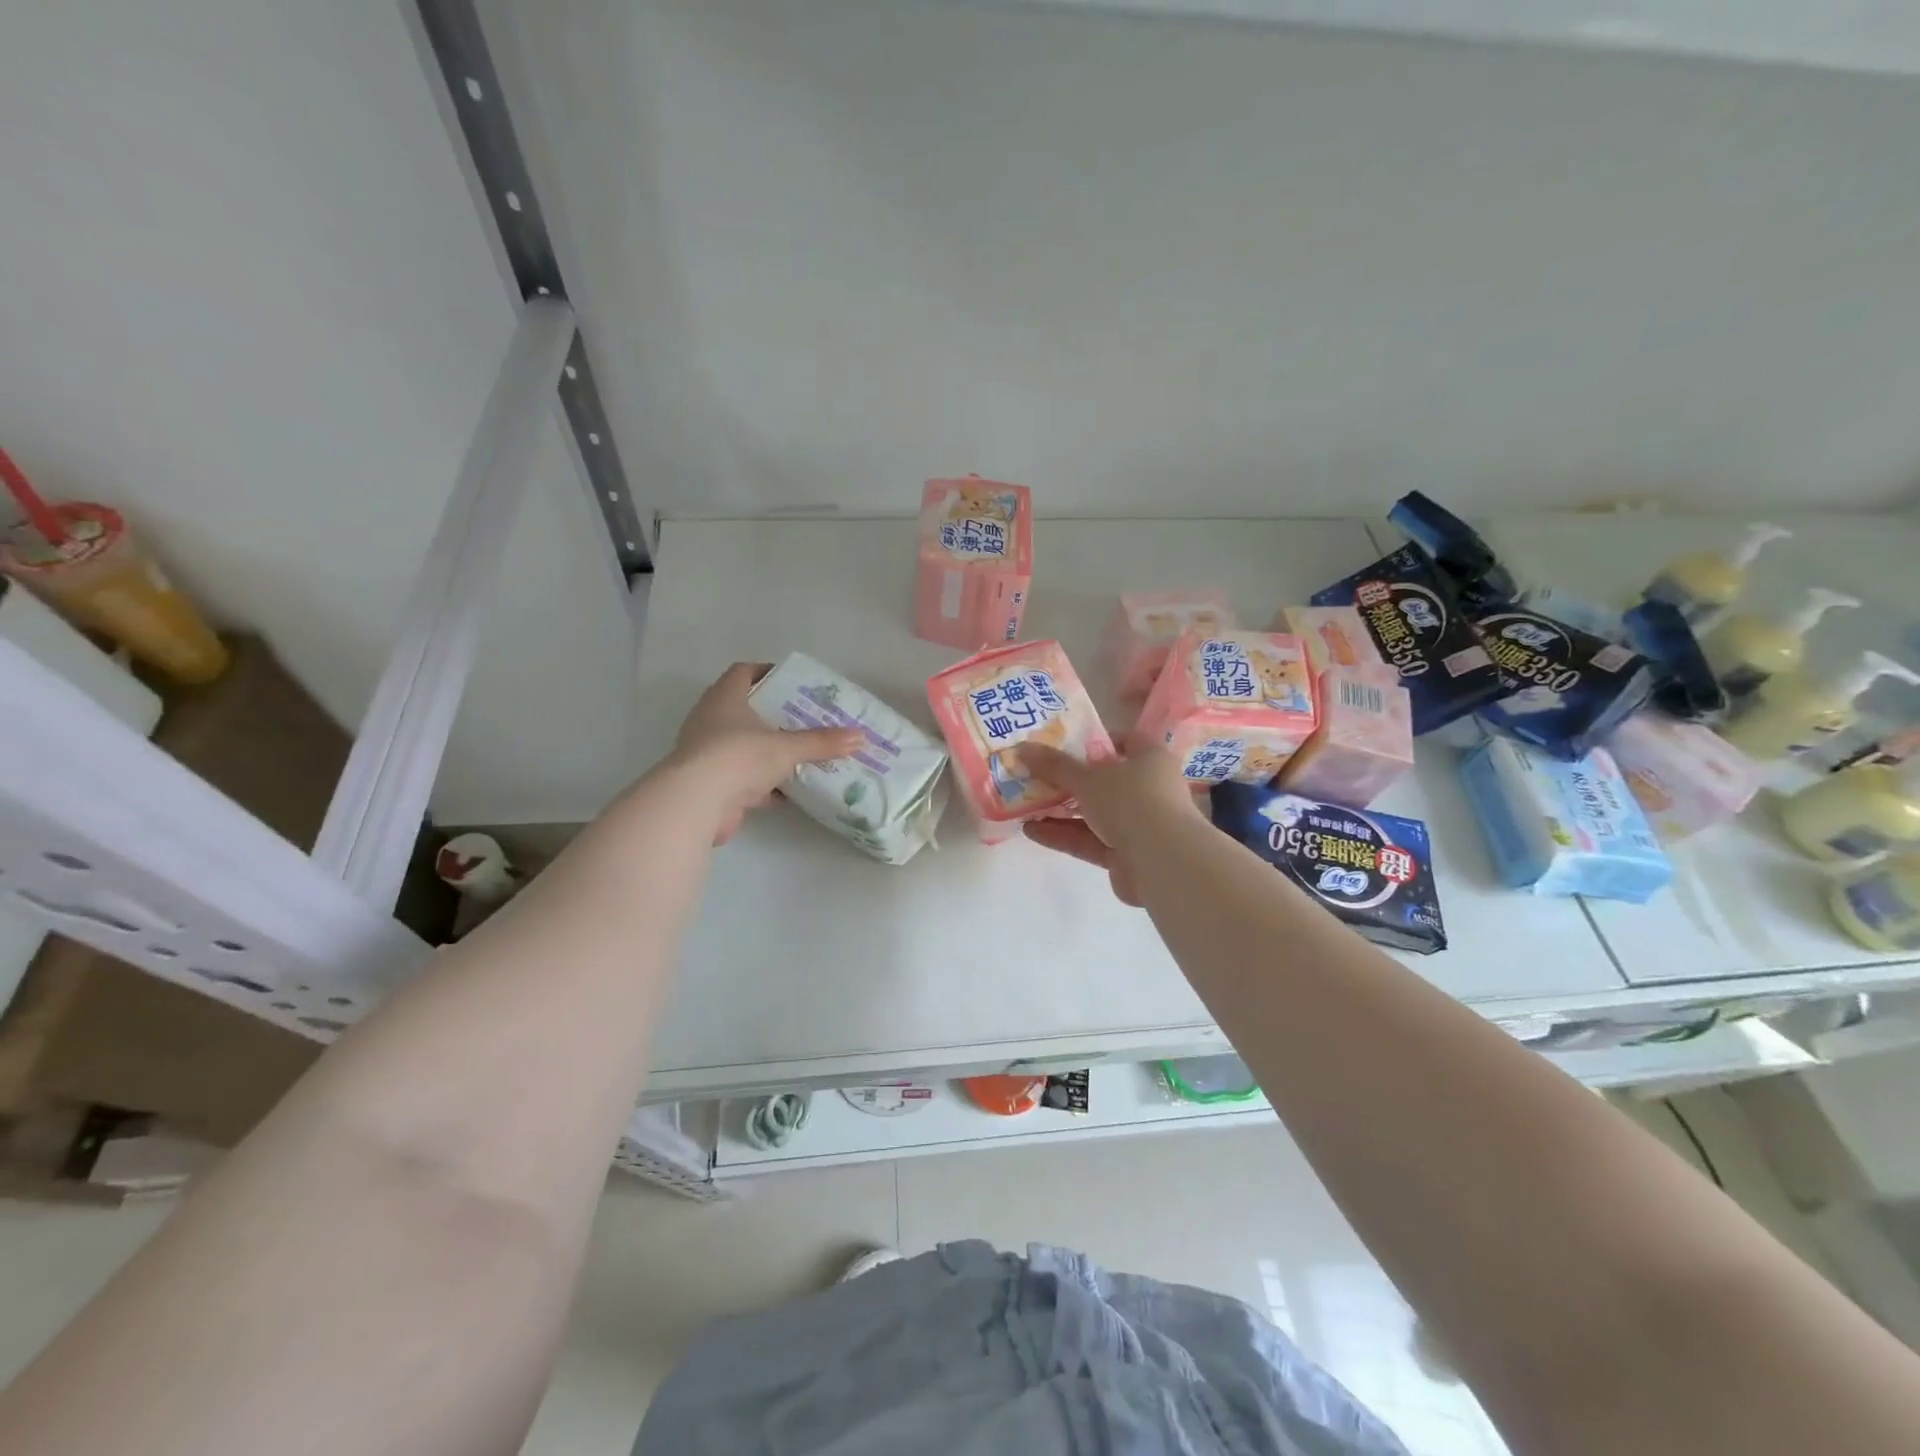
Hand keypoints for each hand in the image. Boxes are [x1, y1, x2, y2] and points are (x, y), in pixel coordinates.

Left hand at [665, 663, 864, 843]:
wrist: (696, 803)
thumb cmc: (739, 756)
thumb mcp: (787, 747)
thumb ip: (823, 743)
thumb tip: (862, 737)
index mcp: (724, 699)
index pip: (743, 672)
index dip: (766, 672)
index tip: (791, 681)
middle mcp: (711, 721)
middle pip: (745, 710)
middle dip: (775, 715)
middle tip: (806, 718)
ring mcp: (709, 754)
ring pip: (745, 746)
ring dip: (770, 751)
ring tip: (804, 752)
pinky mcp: (711, 785)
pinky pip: (744, 778)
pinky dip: (766, 783)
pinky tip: (792, 790)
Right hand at [1018, 737, 1205, 905]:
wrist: (1163, 862)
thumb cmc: (1131, 802)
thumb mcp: (1087, 778)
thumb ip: (1054, 765)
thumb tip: (1021, 747)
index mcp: (1150, 760)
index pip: (1125, 742)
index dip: (1096, 741)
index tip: (1063, 744)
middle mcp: (1149, 790)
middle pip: (1105, 781)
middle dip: (1069, 782)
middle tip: (1035, 777)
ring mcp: (1139, 825)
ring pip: (1094, 814)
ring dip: (1061, 811)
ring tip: (1025, 807)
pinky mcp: (1126, 855)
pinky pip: (1091, 841)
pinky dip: (1064, 836)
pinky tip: (1032, 832)